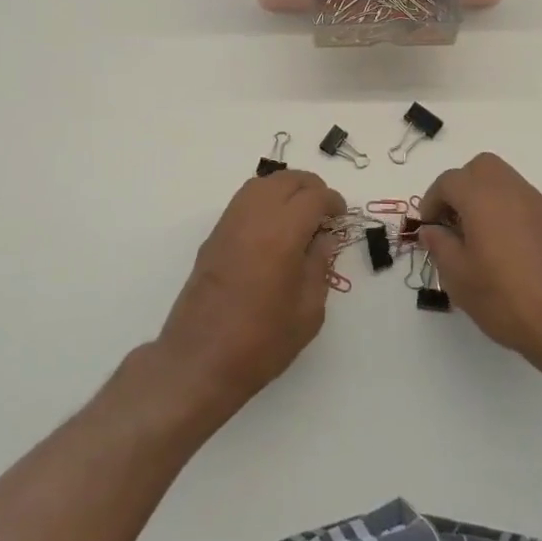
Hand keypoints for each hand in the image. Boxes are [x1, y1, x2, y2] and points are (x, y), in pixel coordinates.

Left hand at [154, 169, 345, 417]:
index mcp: (282, 234)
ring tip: (299, 212)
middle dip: (310, 187)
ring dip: (284, 189)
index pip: (313, 197)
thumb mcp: (308, 311)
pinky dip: (263, 199)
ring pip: (261, 185)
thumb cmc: (262, 341)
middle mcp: (254, 218)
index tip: (341, 215)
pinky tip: (273, 225)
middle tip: (324, 209)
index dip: (332, 201)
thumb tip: (324, 239)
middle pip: (286, 181)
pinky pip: (243, 201)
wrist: (200, 360)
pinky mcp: (214, 236)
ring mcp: (229, 224)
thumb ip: (319, 267)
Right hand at [419, 153, 541, 375]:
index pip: (448, 181)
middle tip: (451, 221)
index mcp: (482, 196)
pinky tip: (503, 248)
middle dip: (460, 187)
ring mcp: (537, 204)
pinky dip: (505, 210)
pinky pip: (521, 201)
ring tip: (475, 236)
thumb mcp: (459, 277)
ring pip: (503, 181)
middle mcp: (511, 190)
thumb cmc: (506, 298)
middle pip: (480, 168)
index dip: (432, 201)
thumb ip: (440, 246)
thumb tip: (432, 230)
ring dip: (483, 197)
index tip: (428, 228)